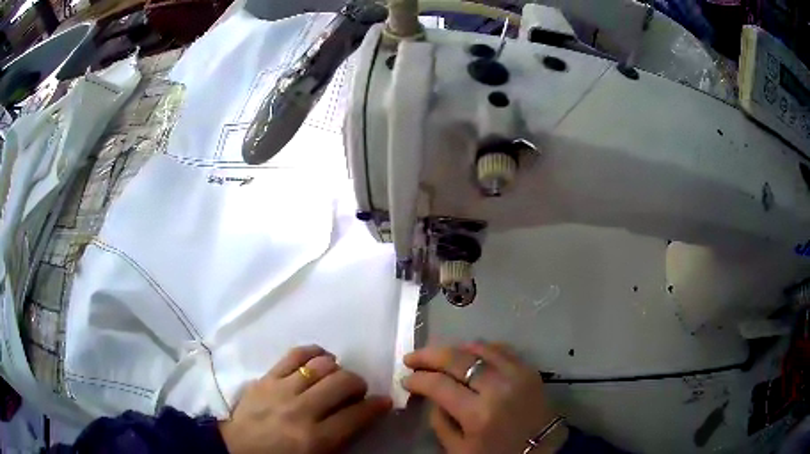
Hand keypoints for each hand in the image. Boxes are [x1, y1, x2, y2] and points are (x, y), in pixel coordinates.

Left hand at [219, 345, 391, 453]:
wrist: (238, 449)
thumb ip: (342, 439)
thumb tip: (363, 415)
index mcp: (315, 439)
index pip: (357, 415)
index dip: (377, 406)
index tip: (383, 401)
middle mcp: (301, 411)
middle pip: (342, 382)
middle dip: (358, 384)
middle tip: (357, 391)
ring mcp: (281, 390)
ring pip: (321, 365)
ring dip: (337, 369)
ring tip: (336, 377)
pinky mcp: (266, 377)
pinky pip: (295, 354)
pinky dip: (314, 352)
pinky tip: (320, 358)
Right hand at [403, 342, 567, 453]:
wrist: (543, 450)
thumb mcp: (458, 449)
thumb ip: (440, 421)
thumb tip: (431, 395)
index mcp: (478, 414)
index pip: (439, 385)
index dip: (418, 379)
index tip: (406, 379)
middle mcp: (498, 388)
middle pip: (457, 359)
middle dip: (429, 355)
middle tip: (412, 358)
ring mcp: (517, 374)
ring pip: (478, 347)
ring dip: (453, 348)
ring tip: (438, 356)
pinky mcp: (529, 369)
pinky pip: (500, 349)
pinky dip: (479, 347)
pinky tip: (467, 353)